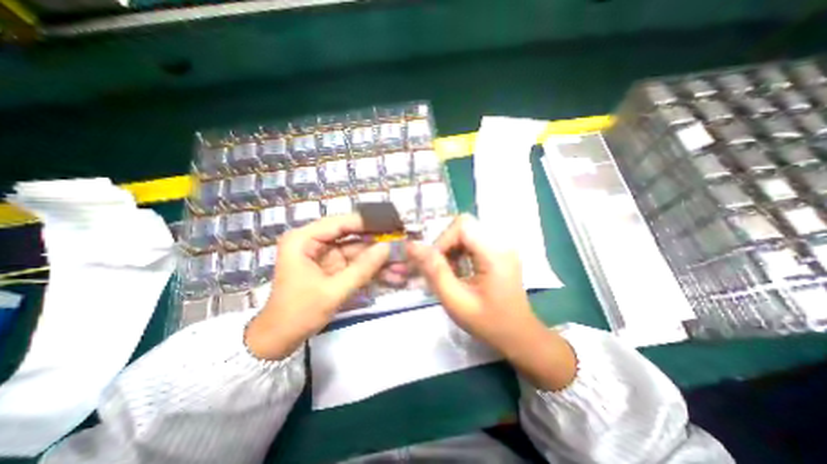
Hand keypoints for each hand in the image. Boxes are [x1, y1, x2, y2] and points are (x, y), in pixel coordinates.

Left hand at [242, 215, 389, 360]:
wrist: (280, 340)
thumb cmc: (299, 313)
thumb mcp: (333, 291)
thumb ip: (362, 268)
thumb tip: (387, 247)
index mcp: (303, 240)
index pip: (340, 223)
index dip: (367, 222)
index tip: (391, 224)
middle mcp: (314, 242)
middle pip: (350, 235)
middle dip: (375, 240)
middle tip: (399, 239)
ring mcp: (324, 255)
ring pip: (356, 249)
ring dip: (376, 256)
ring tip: (400, 257)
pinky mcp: (332, 267)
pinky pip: (355, 262)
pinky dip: (370, 267)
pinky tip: (389, 270)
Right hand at [406, 215, 576, 389]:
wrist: (518, 335)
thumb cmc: (488, 322)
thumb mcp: (456, 301)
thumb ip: (434, 271)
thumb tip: (412, 246)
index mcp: (495, 252)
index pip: (462, 226)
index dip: (442, 241)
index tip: (434, 265)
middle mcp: (501, 242)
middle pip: (463, 227)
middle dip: (445, 245)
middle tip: (439, 269)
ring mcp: (502, 245)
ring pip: (465, 233)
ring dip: (451, 249)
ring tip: (447, 272)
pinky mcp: (498, 251)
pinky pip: (472, 241)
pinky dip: (459, 252)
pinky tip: (458, 271)